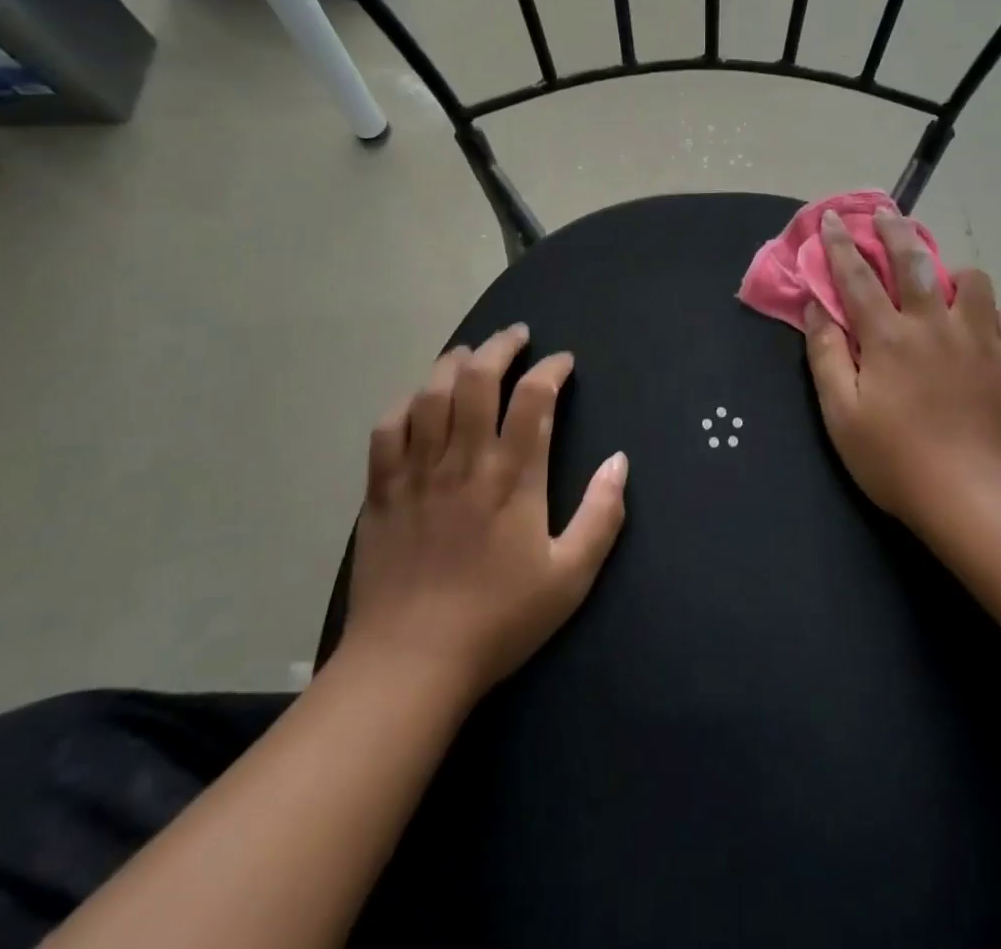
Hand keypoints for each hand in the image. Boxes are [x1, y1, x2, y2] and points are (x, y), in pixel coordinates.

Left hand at [341, 324, 627, 697]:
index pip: (534, 399)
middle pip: (478, 379)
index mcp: (513, 478)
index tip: (562, 362)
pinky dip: (405, 403)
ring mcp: (418, 471)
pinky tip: (418, 400)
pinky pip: (388, 428)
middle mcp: (464, 460)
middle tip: (517, 335)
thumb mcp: (570, 577)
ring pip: (431, 392)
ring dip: (453, 363)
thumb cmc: (498, 620)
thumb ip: (601, 515)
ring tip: (470, 354)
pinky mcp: (382, 490)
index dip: (551, 369)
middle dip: (500, 347)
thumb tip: (618, 461)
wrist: (410, 664)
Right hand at [804, 209, 1000, 538]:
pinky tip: (986, 333)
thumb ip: (826, 355)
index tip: (833, 218)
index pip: (858, 277)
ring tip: (948, 289)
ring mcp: (983, 340)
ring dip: (954, 276)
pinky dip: (994, 317)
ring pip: (974, 281)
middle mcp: (936, 324)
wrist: (977, 500)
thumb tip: (816, 308)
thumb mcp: (841, 415)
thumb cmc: (896, 461)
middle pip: (915, 261)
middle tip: (888, 215)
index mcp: (889, 337)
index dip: (842, 245)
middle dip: (896, 231)